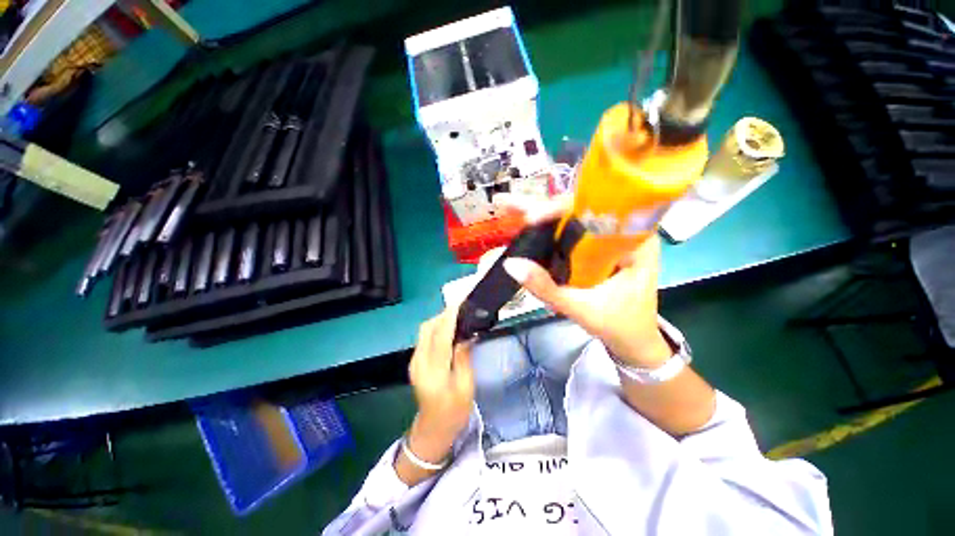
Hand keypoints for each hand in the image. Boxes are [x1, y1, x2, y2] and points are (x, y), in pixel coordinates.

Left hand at [406, 307, 474, 463]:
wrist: (432, 430)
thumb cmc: (453, 412)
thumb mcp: (465, 387)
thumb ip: (463, 358)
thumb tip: (466, 336)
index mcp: (434, 372)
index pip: (440, 337)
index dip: (449, 317)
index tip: (460, 303)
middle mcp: (419, 362)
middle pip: (427, 328)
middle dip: (443, 315)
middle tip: (462, 311)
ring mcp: (414, 362)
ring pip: (425, 331)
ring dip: (440, 321)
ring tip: (458, 318)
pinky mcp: (415, 362)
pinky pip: (425, 338)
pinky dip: (437, 329)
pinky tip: (449, 331)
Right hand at [502, 197, 671, 367]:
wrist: (635, 343)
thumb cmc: (620, 326)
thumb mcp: (583, 309)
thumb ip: (547, 288)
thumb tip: (511, 264)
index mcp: (636, 240)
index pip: (598, 209)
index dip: (560, 209)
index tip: (531, 217)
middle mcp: (623, 231)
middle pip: (580, 209)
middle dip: (541, 209)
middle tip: (507, 204)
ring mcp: (608, 240)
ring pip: (572, 220)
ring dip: (540, 217)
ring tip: (509, 208)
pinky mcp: (595, 250)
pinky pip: (570, 235)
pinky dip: (546, 232)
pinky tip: (524, 226)